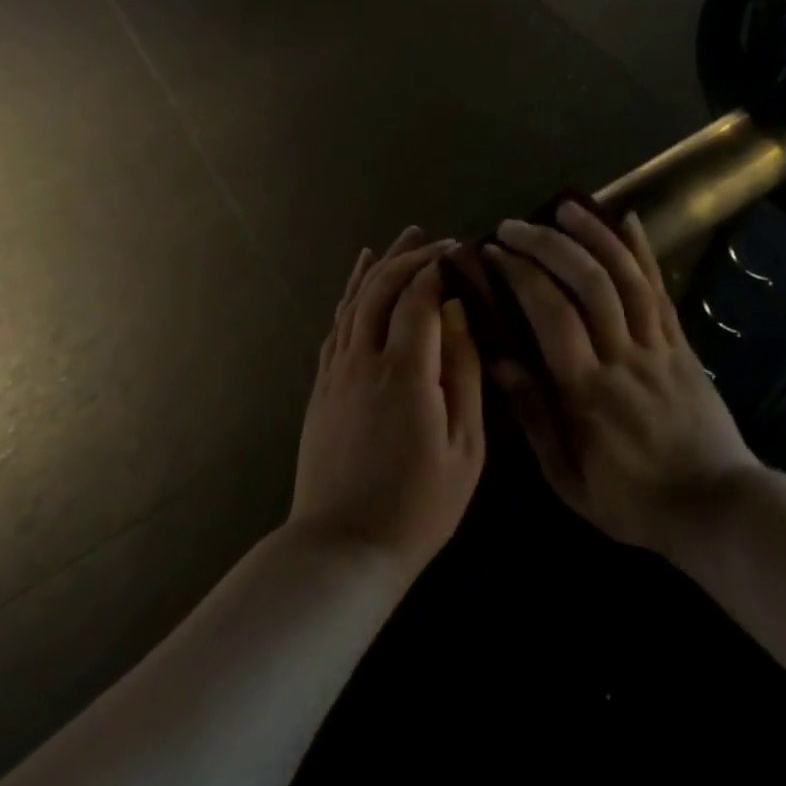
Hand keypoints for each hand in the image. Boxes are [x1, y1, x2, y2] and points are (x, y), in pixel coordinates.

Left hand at [289, 227, 485, 580]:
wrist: (343, 547)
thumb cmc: (418, 505)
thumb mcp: (464, 448)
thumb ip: (463, 374)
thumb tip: (459, 315)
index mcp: (404, 372)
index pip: (417, 298)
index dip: (436, 269)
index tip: (458, 251)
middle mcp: (363, 360)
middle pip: (381, 290)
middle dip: (408, 257)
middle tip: (432, 237)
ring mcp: (336, 371)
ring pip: (354, 301)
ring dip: (378, 267)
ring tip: (399, 239)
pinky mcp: (321, 386)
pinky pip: (336, 326)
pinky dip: (349, 295)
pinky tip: (359, 280)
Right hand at [484, 203, 758, 556]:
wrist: (717, 508)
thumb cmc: (633, 501)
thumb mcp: (569, 480)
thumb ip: (534, 418)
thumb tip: (499, 362)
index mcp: (588, 391)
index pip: (551, 315)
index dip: (520, 275)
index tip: (492, 253)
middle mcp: (624, 356)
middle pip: (588, 284)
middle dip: (548, 245)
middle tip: (514, 226)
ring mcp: (658, 346)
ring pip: (627, 278)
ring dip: (595, 236)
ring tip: (566, 206)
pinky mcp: (682, 344)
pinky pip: (662, 291)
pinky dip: (644, 252)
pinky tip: (628, 220)